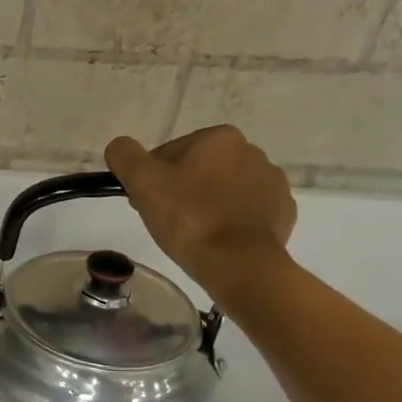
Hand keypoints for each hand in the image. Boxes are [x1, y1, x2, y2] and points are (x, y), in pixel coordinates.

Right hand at [105, 126, 296, 296]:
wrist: (239, 262)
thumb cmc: (188, 218)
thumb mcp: (143, 182)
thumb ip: (125, 156)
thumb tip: (119, 146)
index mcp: (219, 138)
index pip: (169, 154)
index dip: (151, 179)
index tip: (144, 204)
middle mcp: (252, 151)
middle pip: (198, 170)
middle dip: (179, 190)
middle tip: (164, 220)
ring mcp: (272, 182)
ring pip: (223, 190)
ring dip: (205, 205)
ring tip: (191, 234)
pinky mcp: (282, 212)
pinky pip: (246, 211)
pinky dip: (230, 221)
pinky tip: (216, 240)